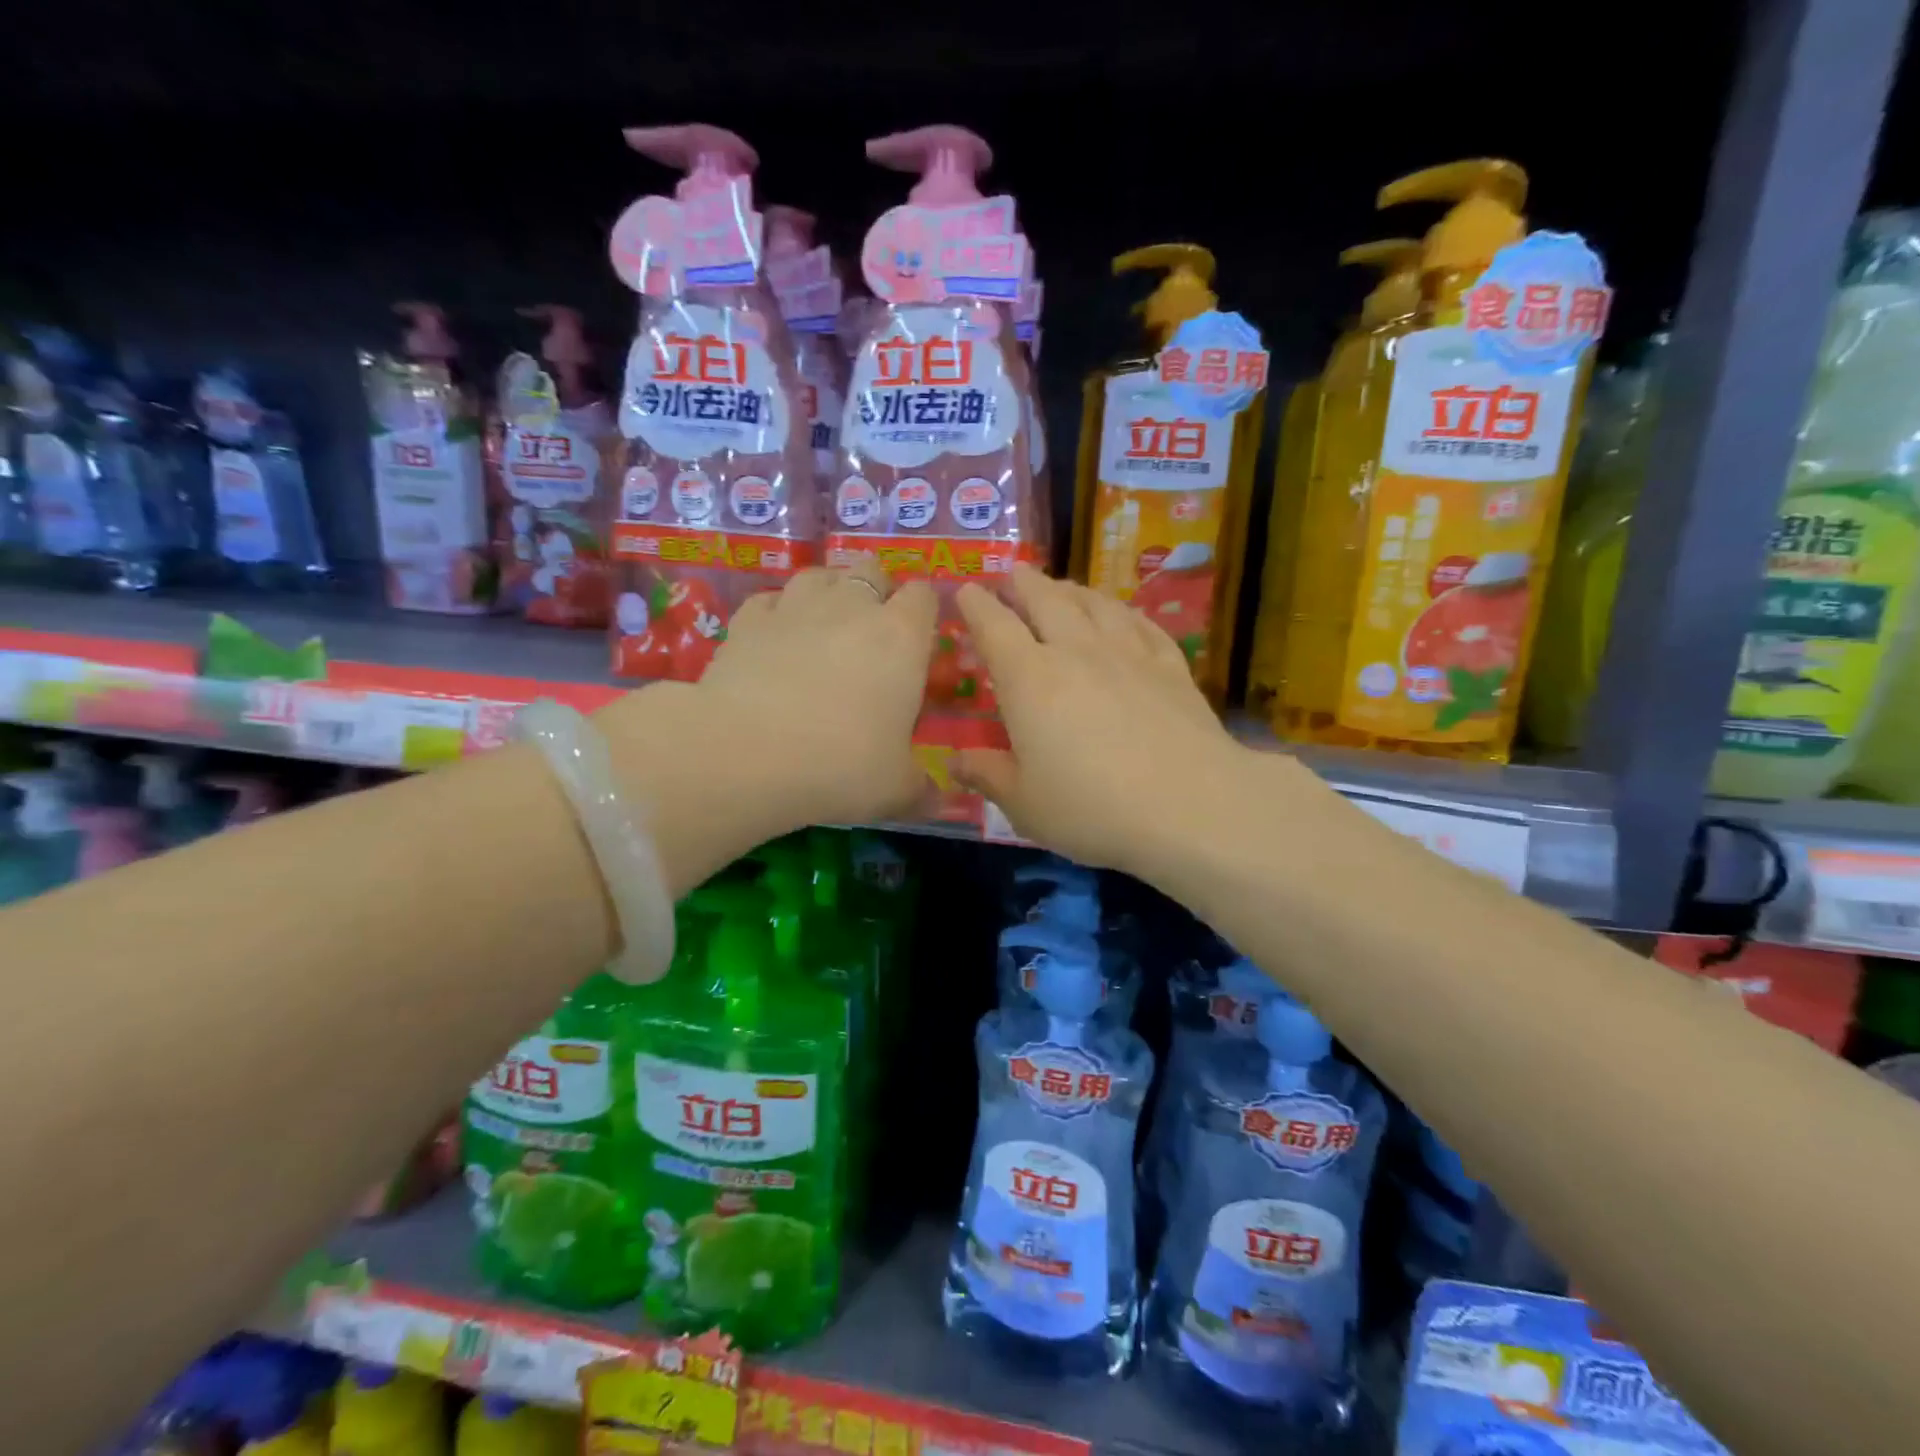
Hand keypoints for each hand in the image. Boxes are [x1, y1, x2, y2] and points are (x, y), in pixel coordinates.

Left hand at [694, 558, 937, 827]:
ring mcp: (795, 606)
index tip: (919, 638)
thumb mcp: (896, 789)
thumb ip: (922, 790)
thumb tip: (939, 799)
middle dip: (876, 591)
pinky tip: (773, 640)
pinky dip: (776, 613)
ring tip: (823, 627)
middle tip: (871, 633)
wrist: (746, 753)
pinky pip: (768, 600)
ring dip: (827, 593)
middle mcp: (851, 608)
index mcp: (901, 638)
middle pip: (871, 570)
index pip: (924, 596)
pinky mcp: (747, 620)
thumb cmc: (840, 765)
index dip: (924, 611)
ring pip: (818, 575)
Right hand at [952, 565, 1244, 874]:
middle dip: (1025, 584)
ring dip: (1073, 590)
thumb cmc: (1092, 808)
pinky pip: (1142, 625)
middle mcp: (1077, 652)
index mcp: (1030, 679)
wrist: (1191, 805)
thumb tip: (956, 761)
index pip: (995, 627)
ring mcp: (1129, 654)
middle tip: (1015, 573)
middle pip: (1047, 601)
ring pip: (1096, 605)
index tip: (966, 590)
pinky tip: (1124, 615)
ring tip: (1063, 586)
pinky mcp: (1171, 666)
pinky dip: (1125, 613)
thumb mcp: (1025, 803)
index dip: (976, 605)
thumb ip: (988, 775)